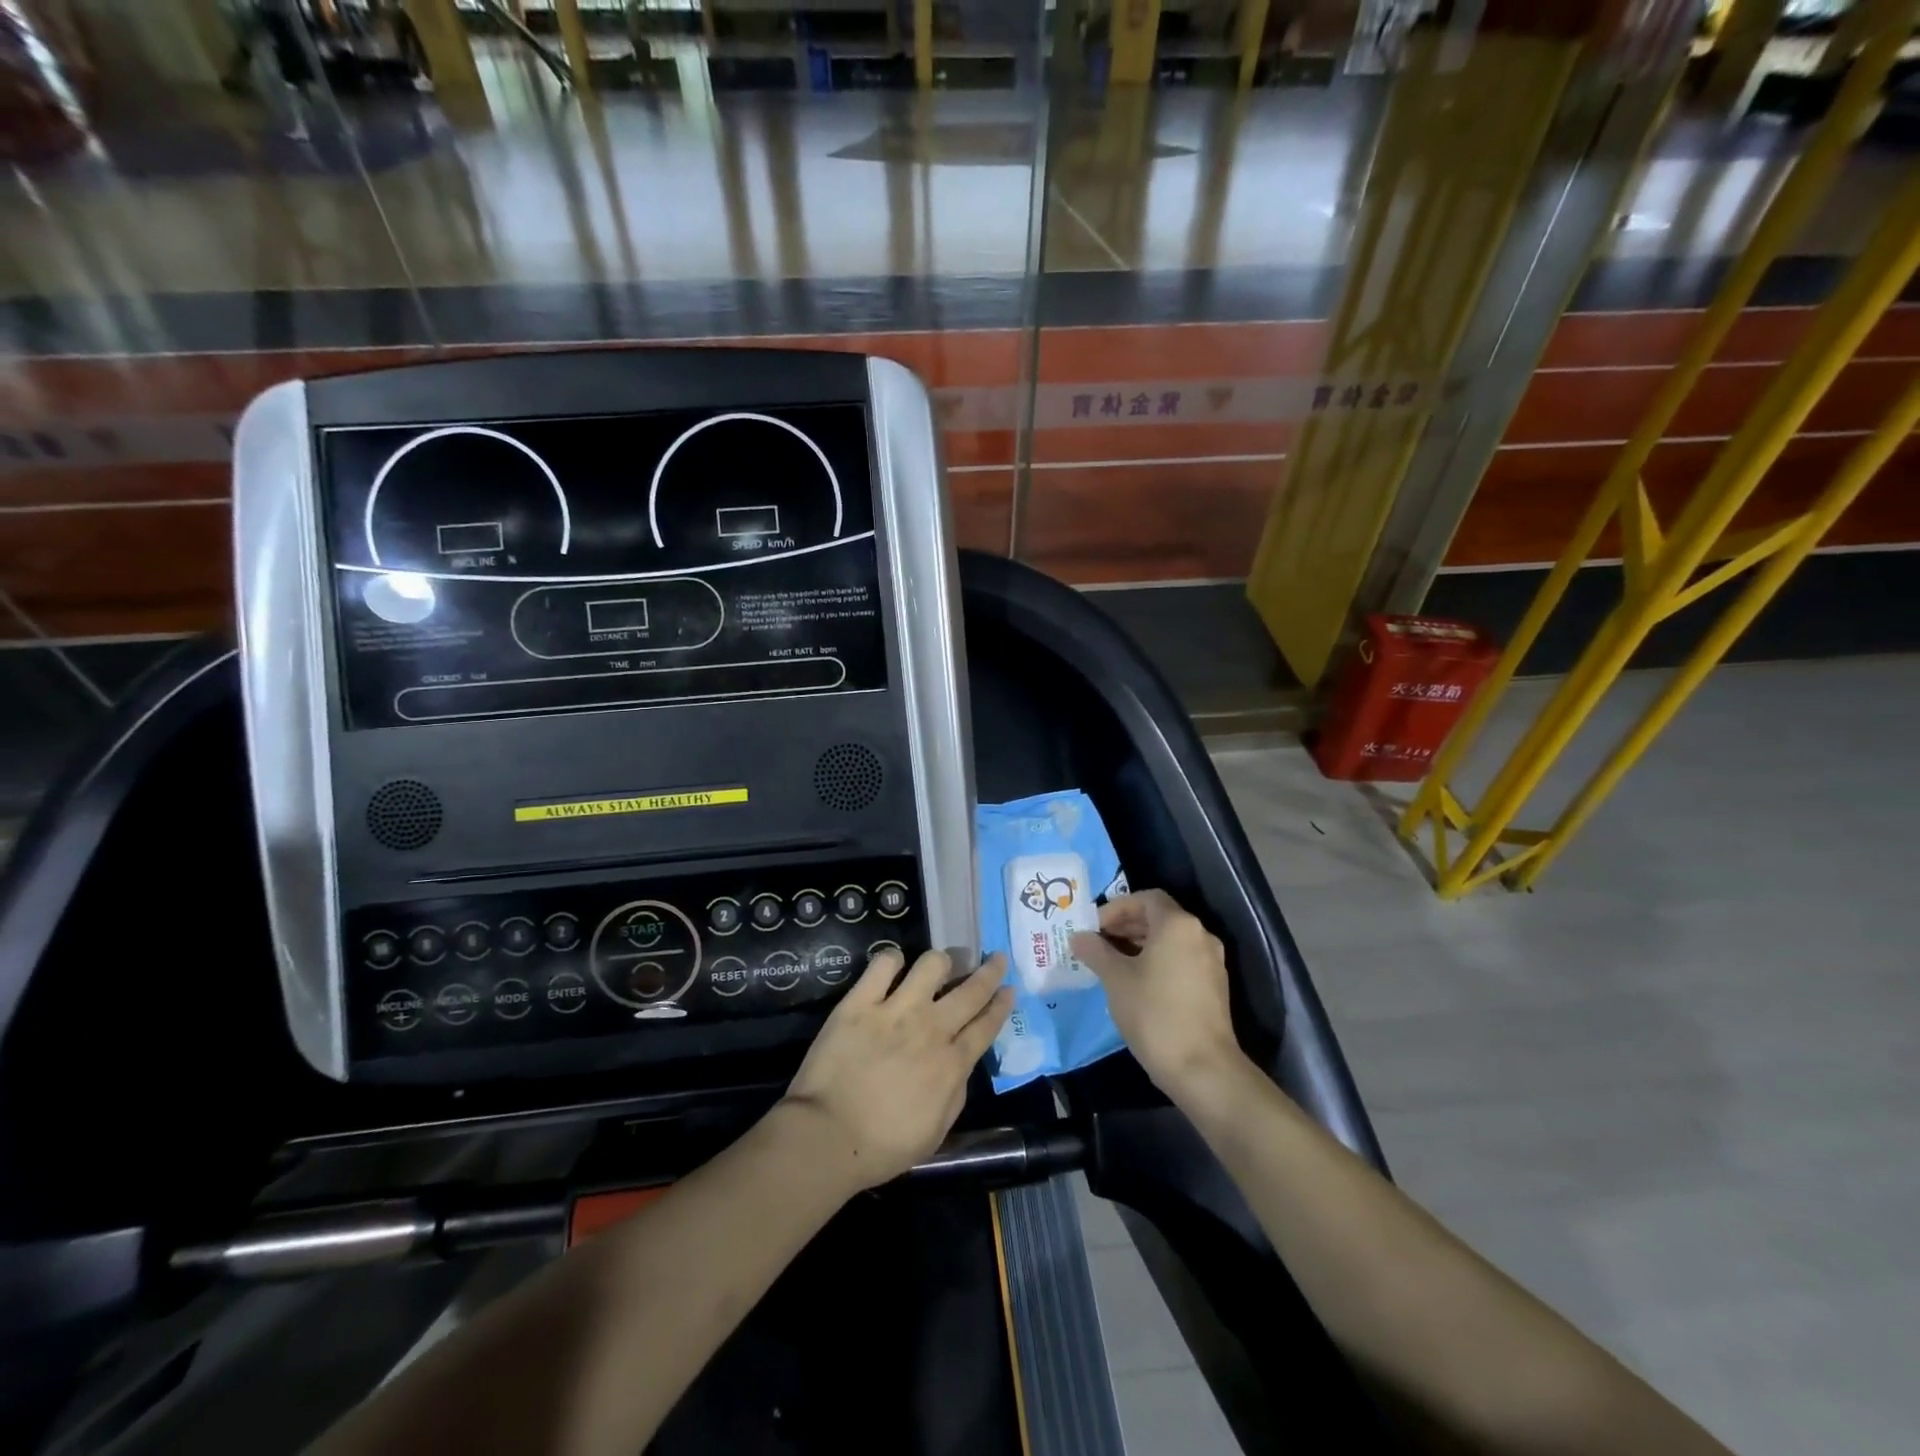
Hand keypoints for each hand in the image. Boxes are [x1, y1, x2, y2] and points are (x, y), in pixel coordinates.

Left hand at [780, 948, 1012, 1190]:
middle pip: (970, 990)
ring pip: (931, 965)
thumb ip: (955, 1093)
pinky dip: (892, 959)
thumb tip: (959, 1065)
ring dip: (941, 962)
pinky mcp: (861, 1002)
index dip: (1001, 1004)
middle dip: (989, 971)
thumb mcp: (936, 1132)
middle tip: (996, 958)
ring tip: (940, 965)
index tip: (1009, 989)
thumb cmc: (882, 1146)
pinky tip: (894, 964)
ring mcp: (896, 1011)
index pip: (986, 1025)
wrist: (827, 1137)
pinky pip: (883, 964)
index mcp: (951, 1064)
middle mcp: (931, 1029)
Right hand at [1070, 890, 1239, 1097]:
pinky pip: (1181, 960)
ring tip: (1112, 964)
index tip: (1094, 928)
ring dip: (1140, 945)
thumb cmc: (1154, 1014)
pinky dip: (1158, 961)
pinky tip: (1136, 984)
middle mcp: (1200, 935)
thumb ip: (1096, 951)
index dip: (1117, 908)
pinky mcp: (1214, 987)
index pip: (1145, 898)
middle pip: (1159, 917)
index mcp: (1177, 925)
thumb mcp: (1115, 979)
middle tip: (1098, 944)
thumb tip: (1079, 937)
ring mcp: (1211, 962)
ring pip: (1171, 940)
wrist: (1203, 1069)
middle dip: (1126, 926)